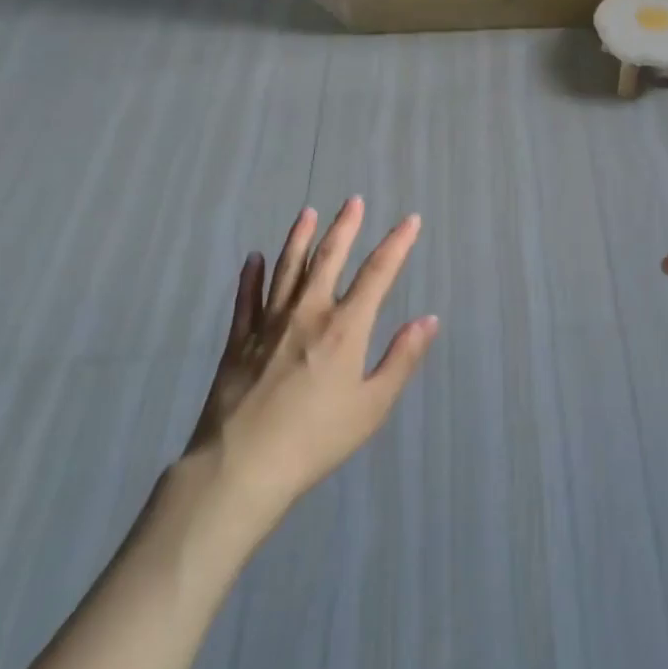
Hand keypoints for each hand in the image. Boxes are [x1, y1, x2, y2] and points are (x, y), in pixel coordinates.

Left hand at [177, 198, 438, 538]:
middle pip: (329, 259)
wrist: (240, 467)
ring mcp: (268, 324)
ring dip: (299, 238)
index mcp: (345, 328)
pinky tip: (253, 259)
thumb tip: (429, 319)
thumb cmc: (316, 440)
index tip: (410, 220)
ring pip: (287, 269)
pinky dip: (251, 276)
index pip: (377, 273)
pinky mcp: (238, 341)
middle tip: (353, 201)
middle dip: (345, 227)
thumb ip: (401, 359)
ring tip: (307, 213)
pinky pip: (246, 299)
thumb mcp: (372, 406)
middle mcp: (308, 314)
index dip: (397, 244)